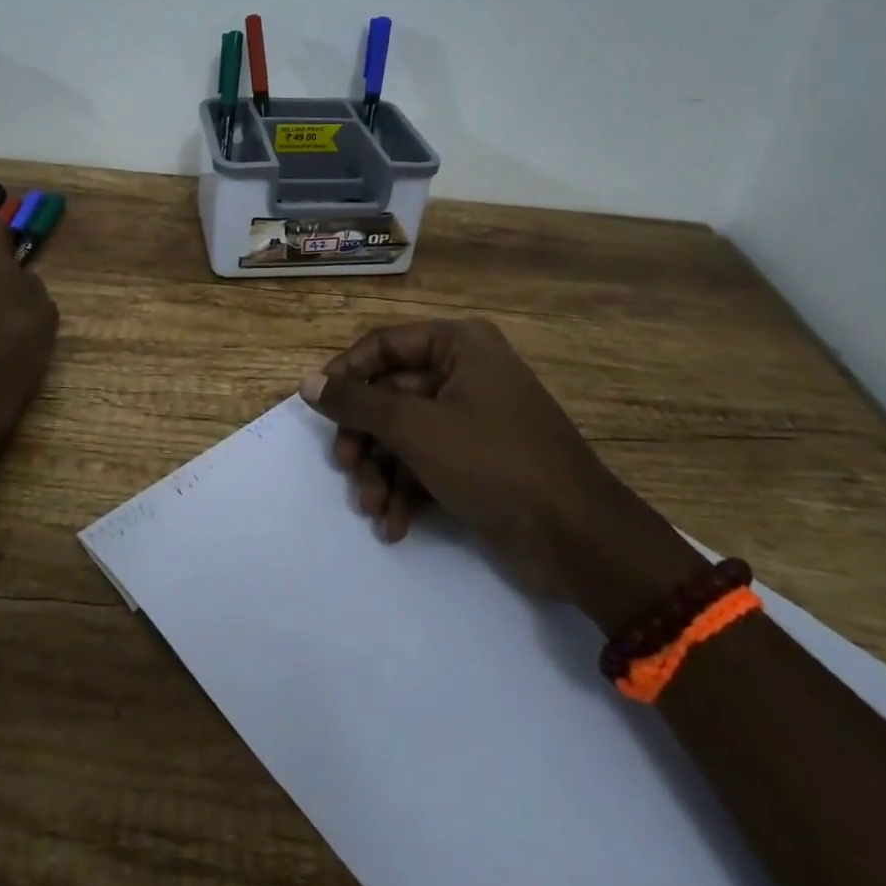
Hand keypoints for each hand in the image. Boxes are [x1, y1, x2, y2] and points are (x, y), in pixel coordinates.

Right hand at [302, 319, 703, 630]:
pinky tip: (394, 525)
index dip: (346, 374)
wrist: (578, 540)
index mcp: (459, 345)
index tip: (318, 406)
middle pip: (392, 395)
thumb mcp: (415, 428)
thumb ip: (357, 403)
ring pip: (406, 434)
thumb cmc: (493, 462)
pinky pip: (428, 463)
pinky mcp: (479, 461)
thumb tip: (308, 384)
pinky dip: (408, 491)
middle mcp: (466, 372)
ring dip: (383, 472)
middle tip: (348, 468)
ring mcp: (474, 419)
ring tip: (373, 508)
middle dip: (367, 438)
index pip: (384, 345)